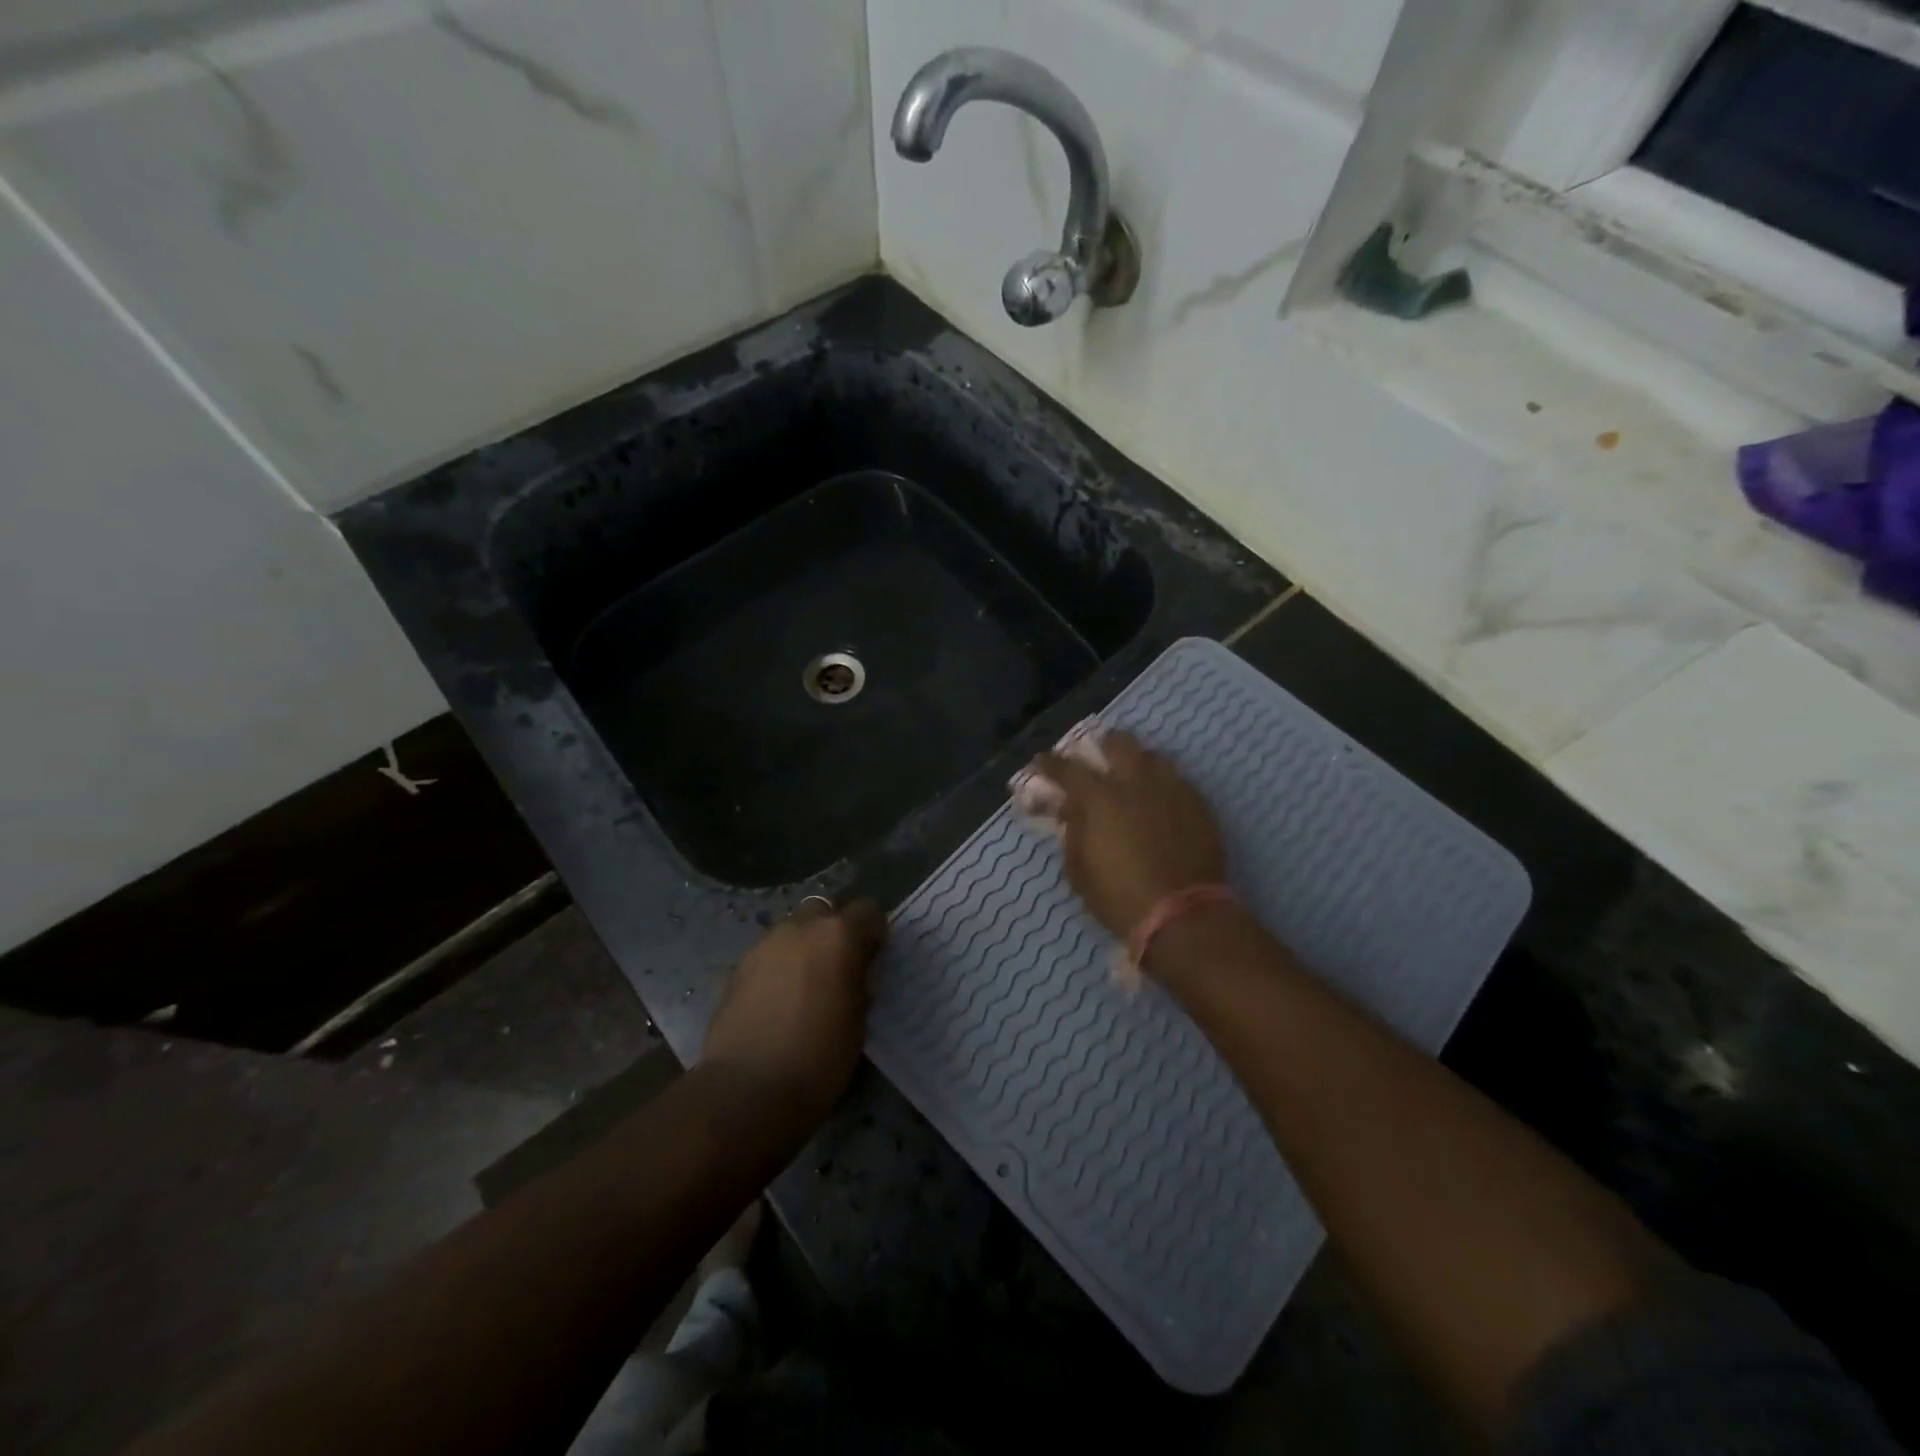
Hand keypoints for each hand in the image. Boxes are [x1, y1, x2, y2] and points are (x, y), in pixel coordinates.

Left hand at [699, 899, 886, 1120]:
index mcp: (839, 936)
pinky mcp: (738, 966)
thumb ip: (858, 981)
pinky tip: (778, 999)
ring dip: (804, 946)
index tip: (873, 958)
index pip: (868, 911)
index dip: (874, 933)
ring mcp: (765, 944)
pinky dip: (779, 965)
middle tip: (838, 966)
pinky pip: (769, 953)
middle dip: (834, 930)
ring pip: (793, 929)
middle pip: (825, 910)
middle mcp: (801, 927)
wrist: (747, 1089)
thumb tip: (854, 972)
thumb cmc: (819, 1058)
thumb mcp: (859, 1019)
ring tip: (805, 985)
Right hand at [1029, 730, 1226, 944]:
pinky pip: (1177, 780)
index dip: (1050, 763)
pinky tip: (1160, 800)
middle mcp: (1135, 783)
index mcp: (1098, 799)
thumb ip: (1072, 833)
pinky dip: (1163, 784)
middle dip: (1103, 745)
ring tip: (1133, 777)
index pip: (1067, 768)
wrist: (1183, 915)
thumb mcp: (1078, 870)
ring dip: (1138, 762)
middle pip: (1118, 743)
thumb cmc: (1119, 897)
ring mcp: (1171, 789)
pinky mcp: (1198, 804)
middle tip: (1097, 757)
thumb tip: (1070, 811)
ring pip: (1153, 756)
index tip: (1041, 761)